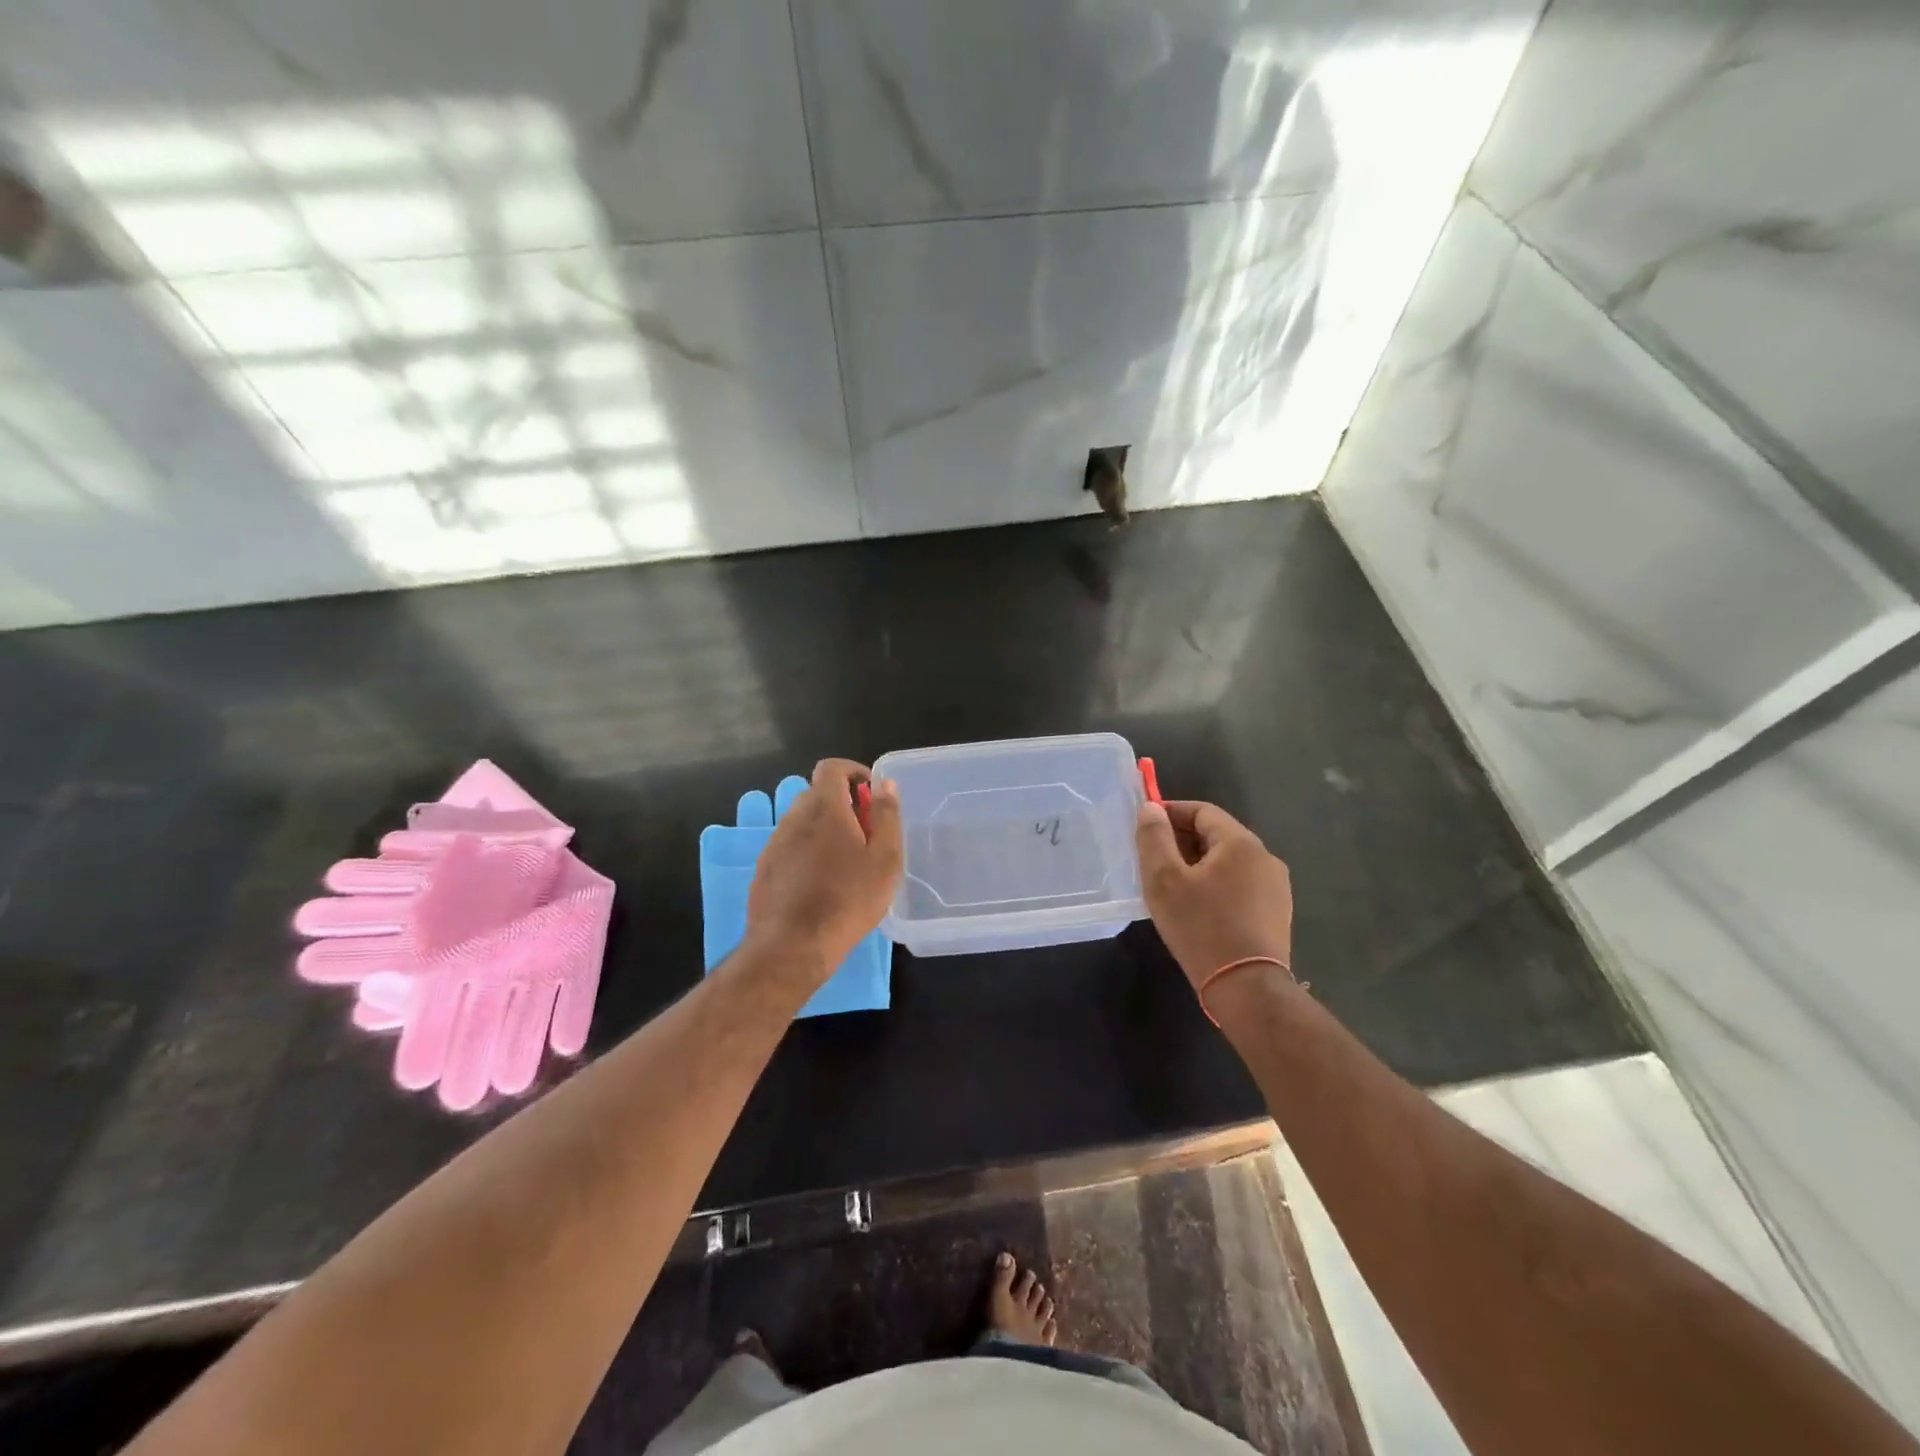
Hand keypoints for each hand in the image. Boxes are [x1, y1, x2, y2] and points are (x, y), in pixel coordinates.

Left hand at [744, 759, 902, 985]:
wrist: (792, 947)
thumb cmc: (848, 900)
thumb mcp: (885, 859)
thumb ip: (887, 815)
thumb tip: (884, 783)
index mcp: (824, 808)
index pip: (831, 768)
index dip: (853, 771)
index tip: (871, 793)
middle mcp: (794, 818)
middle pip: (816, 794)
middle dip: (842, 803)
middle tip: (866, 832)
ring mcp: (775, 844)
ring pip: (802, 822)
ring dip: (824, 828)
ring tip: (846, 861)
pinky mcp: (764, 869)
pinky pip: (789, 846)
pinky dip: (807, 851)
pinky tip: (822, 882)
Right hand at [1135, 799, 1292, 991]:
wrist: (1247, 988)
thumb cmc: (1200, 927)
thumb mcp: (1164, 879)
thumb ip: (1154, 838)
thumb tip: (1151, 808)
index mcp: (1240, 842)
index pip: (1202, 811)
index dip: (1170, 813)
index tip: (1144, 827)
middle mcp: (1265, 857)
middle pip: (1216, 835)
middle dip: (1182, 840)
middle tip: (1152, 860)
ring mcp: (1276, 887)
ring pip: (1228, 862)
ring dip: (1198, 865)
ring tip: (1171, 886)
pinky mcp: (1277, 913)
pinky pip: (1240, 885)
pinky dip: (1216, 885)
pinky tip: (1198, 908)